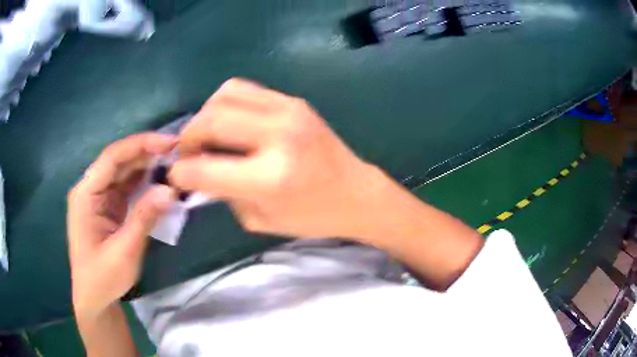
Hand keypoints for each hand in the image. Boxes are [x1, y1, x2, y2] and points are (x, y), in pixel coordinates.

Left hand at [67, 134, 176, 317]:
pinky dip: (143, 182)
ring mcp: (98, 198)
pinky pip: (126, 187)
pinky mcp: (107, 207)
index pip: (112, 158)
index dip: (140, 145)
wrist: (94, 298)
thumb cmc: (103, 277)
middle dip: (146, 153)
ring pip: (123, 172)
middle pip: (118, 161)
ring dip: (146, 166)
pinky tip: (159, 180)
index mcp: (85, 194)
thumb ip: (144, 218)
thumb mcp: (124, 251)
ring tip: (173, 162)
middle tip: (177, 151)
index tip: (169, 142)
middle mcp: (90, 189)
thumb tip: (170, 190)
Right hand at [170, 78, 482, 290]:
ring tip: (208, 136)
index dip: (181, 173)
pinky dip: (226, 103)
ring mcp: (288, 110)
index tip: (176, 176)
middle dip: (187, 138)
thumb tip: (197, 171)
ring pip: (224, 94)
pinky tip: (230, 123)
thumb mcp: (260, 219)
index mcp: (270, 177)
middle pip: (209, 120)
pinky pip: (246, 89)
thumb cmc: (312, 216)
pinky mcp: (294, 101)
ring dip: (206, 115)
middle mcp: (277, 135)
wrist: (356, 193)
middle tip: (188, 154)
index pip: (203, 168)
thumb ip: (223, 193)